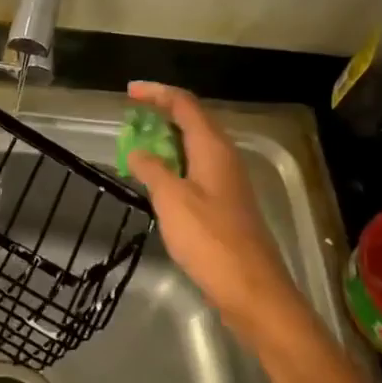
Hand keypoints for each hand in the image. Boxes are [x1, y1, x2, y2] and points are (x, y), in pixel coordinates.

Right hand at [125, 82, 307, 341]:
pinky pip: (196, 168)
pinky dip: (174, 163)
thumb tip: (138, 152)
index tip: (129, 92)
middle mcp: (224, 157)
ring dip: (167, 139)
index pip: (184, 104)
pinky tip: (158, 178)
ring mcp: (227, 181)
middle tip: (131, 115)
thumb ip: (152, 170)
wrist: (252, 290)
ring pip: (194, 145)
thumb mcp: (171, 200)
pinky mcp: (225, 203)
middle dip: (162, 112)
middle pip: (193, 120)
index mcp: (212, 147)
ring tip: (138, 143)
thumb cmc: (210, 240)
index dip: (157, 93)